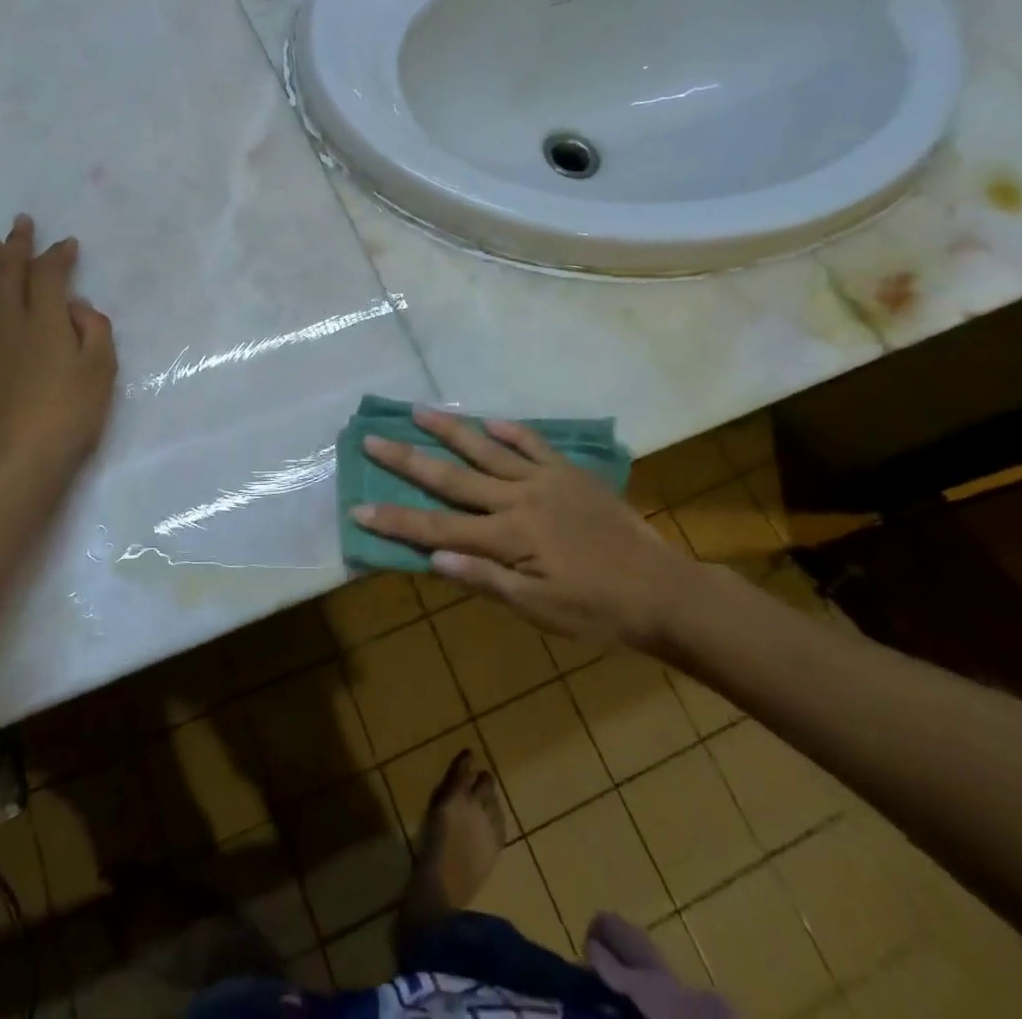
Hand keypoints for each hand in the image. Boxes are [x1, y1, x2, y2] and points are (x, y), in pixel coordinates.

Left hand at [0, 215, 116, 484]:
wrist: (17, 462)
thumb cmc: (69, 416)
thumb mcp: (102, 371)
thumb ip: (95, 330)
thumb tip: (75, 306)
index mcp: (44, 320)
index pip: (48, 274)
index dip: (57, 255)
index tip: (67, 244)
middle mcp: (6, 322)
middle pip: (9, 272)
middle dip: (17, 245)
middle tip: (21, 223)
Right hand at [353, 407, 694, 652]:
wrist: (662, 590)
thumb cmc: (596, 611)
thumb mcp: (539, 610)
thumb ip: (486, 580)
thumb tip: (433, 557)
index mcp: (506, 538)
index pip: (437, 526)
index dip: (396, 519)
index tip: (359, 507)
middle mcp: (517, 500)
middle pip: (451, 478)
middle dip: (408, 459)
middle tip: (373, 438)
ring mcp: (544, 481)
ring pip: (486, 450)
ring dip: (450, 430)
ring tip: (420, 410)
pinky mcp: (569, 473)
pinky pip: (534, 445)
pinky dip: (511, 432)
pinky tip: (490, 420)